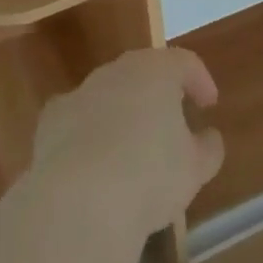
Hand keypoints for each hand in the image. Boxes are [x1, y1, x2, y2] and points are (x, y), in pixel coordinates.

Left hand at [31, 47, 224, 239]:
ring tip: (132, 148)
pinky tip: (93, 163)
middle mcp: (118, 70)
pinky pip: (79, 118)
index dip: (200, 80)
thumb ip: (207, 148)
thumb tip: (210, 137)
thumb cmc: (149, 176)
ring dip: (123, 112)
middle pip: (144, 72)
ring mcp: (81, 91)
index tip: (209, 104)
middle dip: (159, 93)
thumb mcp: (194, 169)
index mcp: (156, 70)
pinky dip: (89, 132)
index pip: (185, 62)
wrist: (79, 200)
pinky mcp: (52, 119)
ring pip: (109, 93)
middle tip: (172, 122)